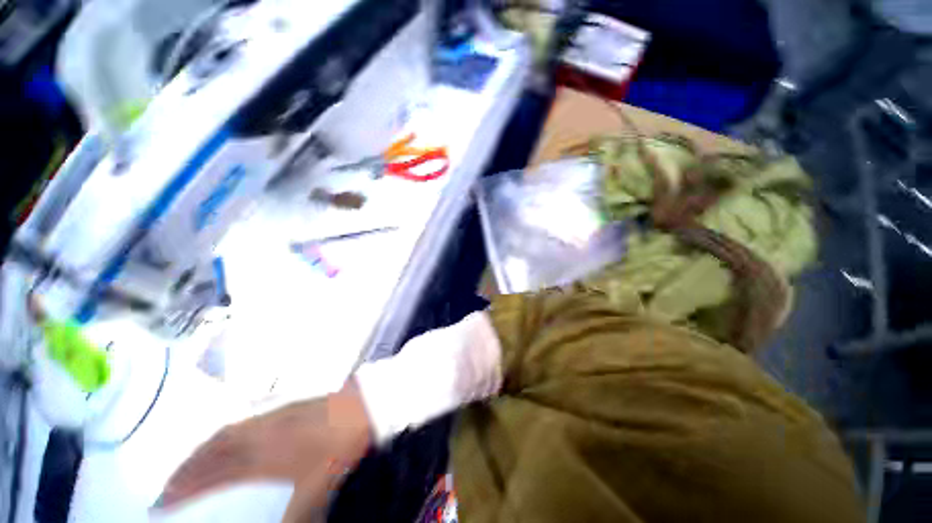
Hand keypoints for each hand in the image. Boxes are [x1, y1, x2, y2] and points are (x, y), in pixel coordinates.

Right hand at [156, 381, 371, 522]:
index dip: (183, 486)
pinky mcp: (295, 405)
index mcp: (264, 451)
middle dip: (189, 466)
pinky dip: (235, 432)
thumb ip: (296, 519)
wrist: (370, 406)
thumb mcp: (317, 490)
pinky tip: (239, 439)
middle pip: (216, 446)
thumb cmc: (343, 446)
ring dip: (209, 447)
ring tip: (196, 463)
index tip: (159, 502)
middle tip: (170, 484)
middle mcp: (265, 429)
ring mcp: (281, 413)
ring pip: (233, 430)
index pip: (212, 469)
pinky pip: (252, 419)